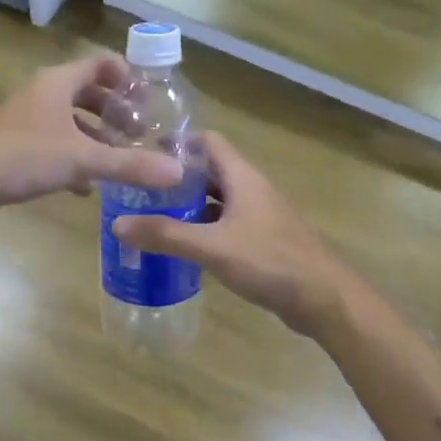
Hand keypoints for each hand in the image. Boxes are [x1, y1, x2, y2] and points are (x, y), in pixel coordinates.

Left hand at [0, 55, 183, 217]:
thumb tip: (177, 172)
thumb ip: (129, 165)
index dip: (128, 79)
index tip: (148, 103)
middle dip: (116, 113)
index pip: (101, 64)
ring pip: (71, 121)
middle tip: (140, 135)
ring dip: (97, 137)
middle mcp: (43, 93)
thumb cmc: (24, 156)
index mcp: (58, 83)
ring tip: (120, 160)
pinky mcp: (16, 144)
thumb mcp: (83, 159)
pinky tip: (86, 187)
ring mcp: (27, 119)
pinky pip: (55, 143)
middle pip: (88, 93)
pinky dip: (74, 158)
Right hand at [112, 132, 350, 334]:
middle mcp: (252, 189)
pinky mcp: (264, 240)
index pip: (208, 141)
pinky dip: (205, 228)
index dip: (177, 142)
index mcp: (243, 177)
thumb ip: (165, 235)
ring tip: (153, 216)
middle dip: (177, 177)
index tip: (144, 152)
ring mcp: (260, 216)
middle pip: (211, 171)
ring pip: (219, 200)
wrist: (324, 298)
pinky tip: (184, 246)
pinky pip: (227, 224)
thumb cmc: (269, 262)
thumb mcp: (211, 247)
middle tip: (140, 189)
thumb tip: (117, 223)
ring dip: (190, 205)